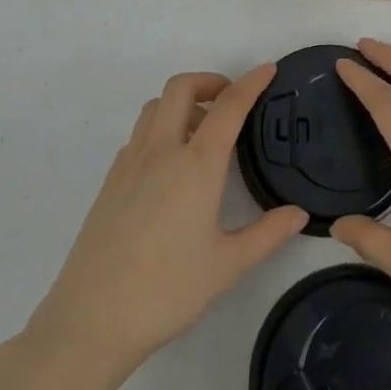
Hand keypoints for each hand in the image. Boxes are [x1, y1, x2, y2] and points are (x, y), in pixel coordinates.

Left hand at [25, 66, 306, 379]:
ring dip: (182, 103)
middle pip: (181, 88)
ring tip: (203, 132)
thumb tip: (299, 214)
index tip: (268, 69)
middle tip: (231, 102)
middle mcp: (161, 151)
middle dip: (210, 82)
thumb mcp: (227, 266)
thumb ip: (268, 234)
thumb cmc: (167, 291)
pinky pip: (138, 134)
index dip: (251, 82)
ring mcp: (130, 164)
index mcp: (196, 165)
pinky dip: (159, 128)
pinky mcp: (110, 182)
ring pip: (155, 106)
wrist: (91, 320)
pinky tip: (170, 165)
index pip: (228, 106)